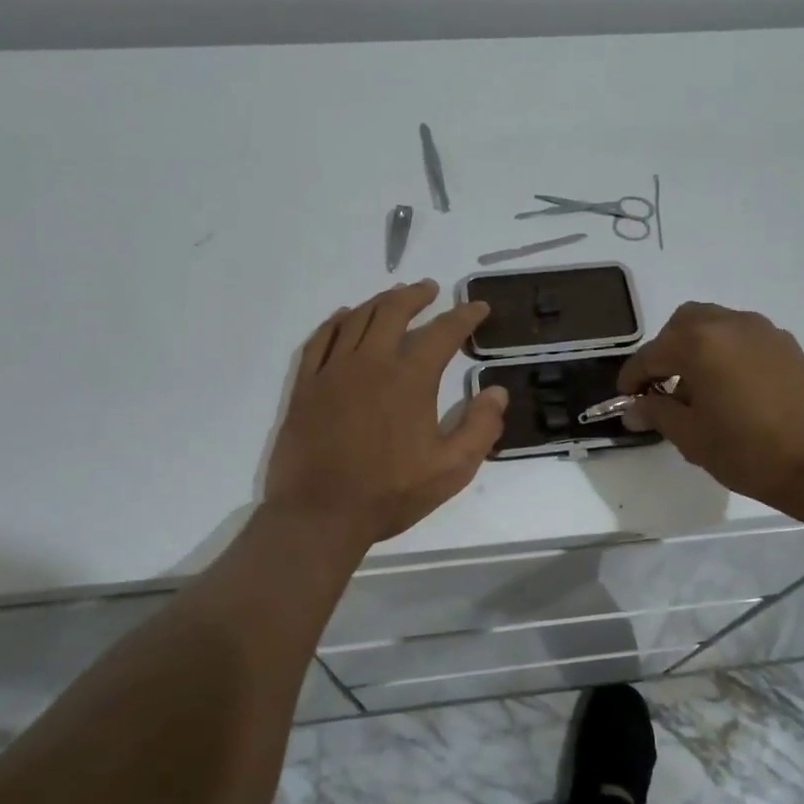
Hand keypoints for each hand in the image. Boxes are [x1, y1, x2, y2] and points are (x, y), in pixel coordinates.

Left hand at [265, 281, 508, 546]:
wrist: (320, 514)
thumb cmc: (390, 493)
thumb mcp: (451, 469)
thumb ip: (480, 428)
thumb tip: (496, 392)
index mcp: (410, 378)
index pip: (443, 332)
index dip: (464, 315)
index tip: (478, 308)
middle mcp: (371, 362)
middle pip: (394, 311)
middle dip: (416, 295)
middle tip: (430, 289)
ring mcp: (333, 370)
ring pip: (357, 318)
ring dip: (380, 302)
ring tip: (394, 297)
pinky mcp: (306, 385)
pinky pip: (320, 339)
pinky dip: (336, 321)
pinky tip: (344, 317)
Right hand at [618, 302, 803, 519]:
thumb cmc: (750, 451)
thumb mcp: (692, 437)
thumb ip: (657, 413)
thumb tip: (634, 408)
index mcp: (699, 342)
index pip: (651, 354)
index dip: (633, 378)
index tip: (626, 399)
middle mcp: (729, 324)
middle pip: (683, 324)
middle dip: (665, 351)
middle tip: (661, 388)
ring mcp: (762, 331)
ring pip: (714, 325)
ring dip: (695, 349)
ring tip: (696, 391)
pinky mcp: (787, 346)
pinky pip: (741, 338)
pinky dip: (724, 353)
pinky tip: (729, 390)